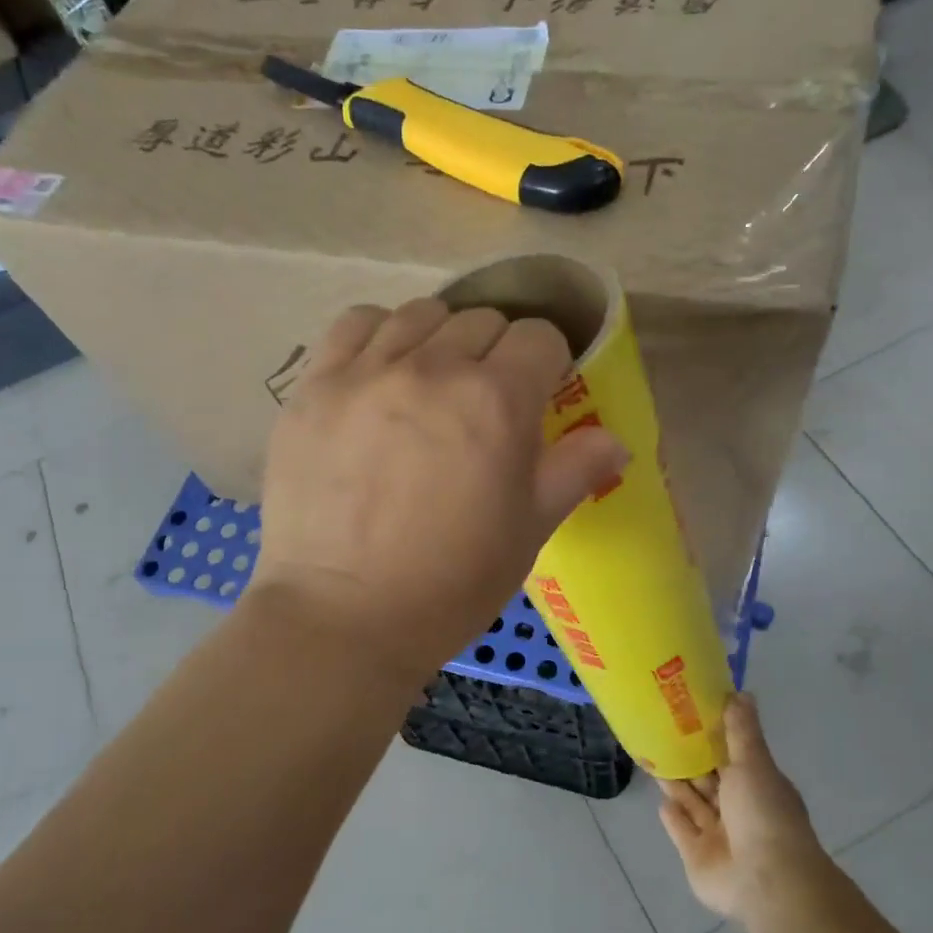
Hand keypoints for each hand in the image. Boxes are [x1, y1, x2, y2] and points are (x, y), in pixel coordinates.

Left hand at [251, 297, 628, 681]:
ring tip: (432, 384)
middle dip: (496, 352)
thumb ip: (575, 470)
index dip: (547, 362)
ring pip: (420, 314)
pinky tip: (380, 372)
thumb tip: (616, 441)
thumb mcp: (529, 531)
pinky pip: (356, 325)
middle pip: (481, 321)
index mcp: (497, 400)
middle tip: (485, 401)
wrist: (344, 618)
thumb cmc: (451, 583)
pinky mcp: (315, 386)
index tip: (539, 393)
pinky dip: (379, 336)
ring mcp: (366, 371)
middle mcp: (433, 367)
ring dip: (440, 340)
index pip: (538, 337)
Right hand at [659, 695, 829, 923]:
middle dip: (691, 761)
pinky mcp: (698, 858)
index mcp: (757, 786)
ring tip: (654, 758)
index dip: (712, 738)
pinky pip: (683, 832)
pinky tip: (661, 801)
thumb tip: (742, 692)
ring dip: (678, 785)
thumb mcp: (754, 762)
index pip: (732, 757)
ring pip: (694, 804)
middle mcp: (739, 811)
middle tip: (662, 733)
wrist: (766, 881)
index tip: (689, 714)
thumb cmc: (763, 814)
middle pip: (710, 781)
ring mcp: (719, 837)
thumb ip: (742, 730)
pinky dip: (674, 817)